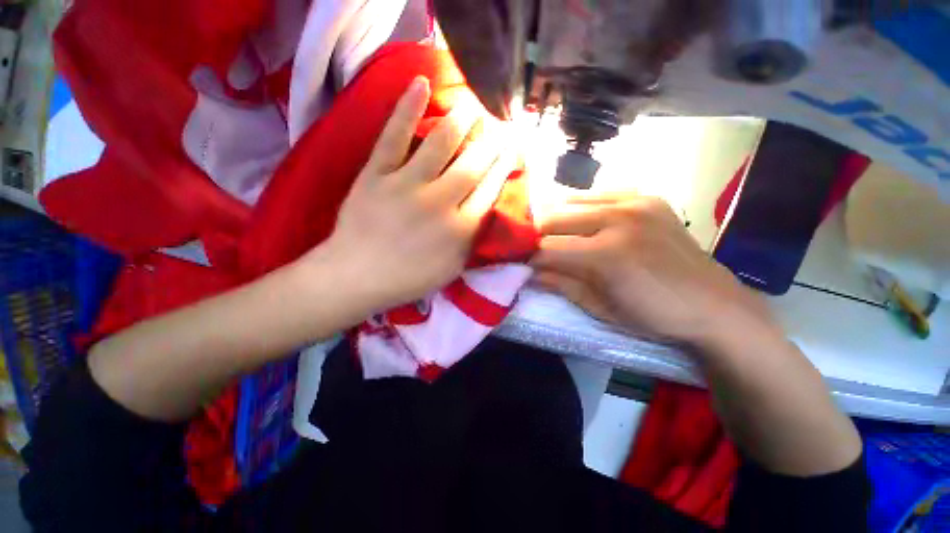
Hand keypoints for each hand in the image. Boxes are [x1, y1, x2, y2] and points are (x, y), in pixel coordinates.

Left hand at [304, 77, 516, 314]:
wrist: (357, 276)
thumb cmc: (408, 278)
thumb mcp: (452, 269)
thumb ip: (473, 241)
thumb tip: (488, 213)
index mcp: (459, 229)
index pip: (489, 190)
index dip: (503, 167)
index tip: (512, 151)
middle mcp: (439, 202)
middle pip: (473, 165)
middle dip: (491, 143)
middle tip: (502, 125)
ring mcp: (406, 184)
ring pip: (441, 144)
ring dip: (461, 120)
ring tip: (475, 103)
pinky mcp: (376, 173)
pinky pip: (394, 136)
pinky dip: (407, 108)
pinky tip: (421, 83)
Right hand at [532, 195, 779, 348]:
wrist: (713, 304)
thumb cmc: (653, 316)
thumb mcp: (600, 309)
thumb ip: (561, 285)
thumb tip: (531, 273)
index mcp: (606, 256)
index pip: (547, 249)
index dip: (530, 257)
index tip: (524, 264)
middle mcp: (618, 220)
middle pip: (554, 218)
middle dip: (538, 235)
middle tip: (535, 248)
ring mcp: (635, 203)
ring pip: (572, 201)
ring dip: (558, 219)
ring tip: (557, 235)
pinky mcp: (648, 197)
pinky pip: (600, 193)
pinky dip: (583, 206)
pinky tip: (585, 221)